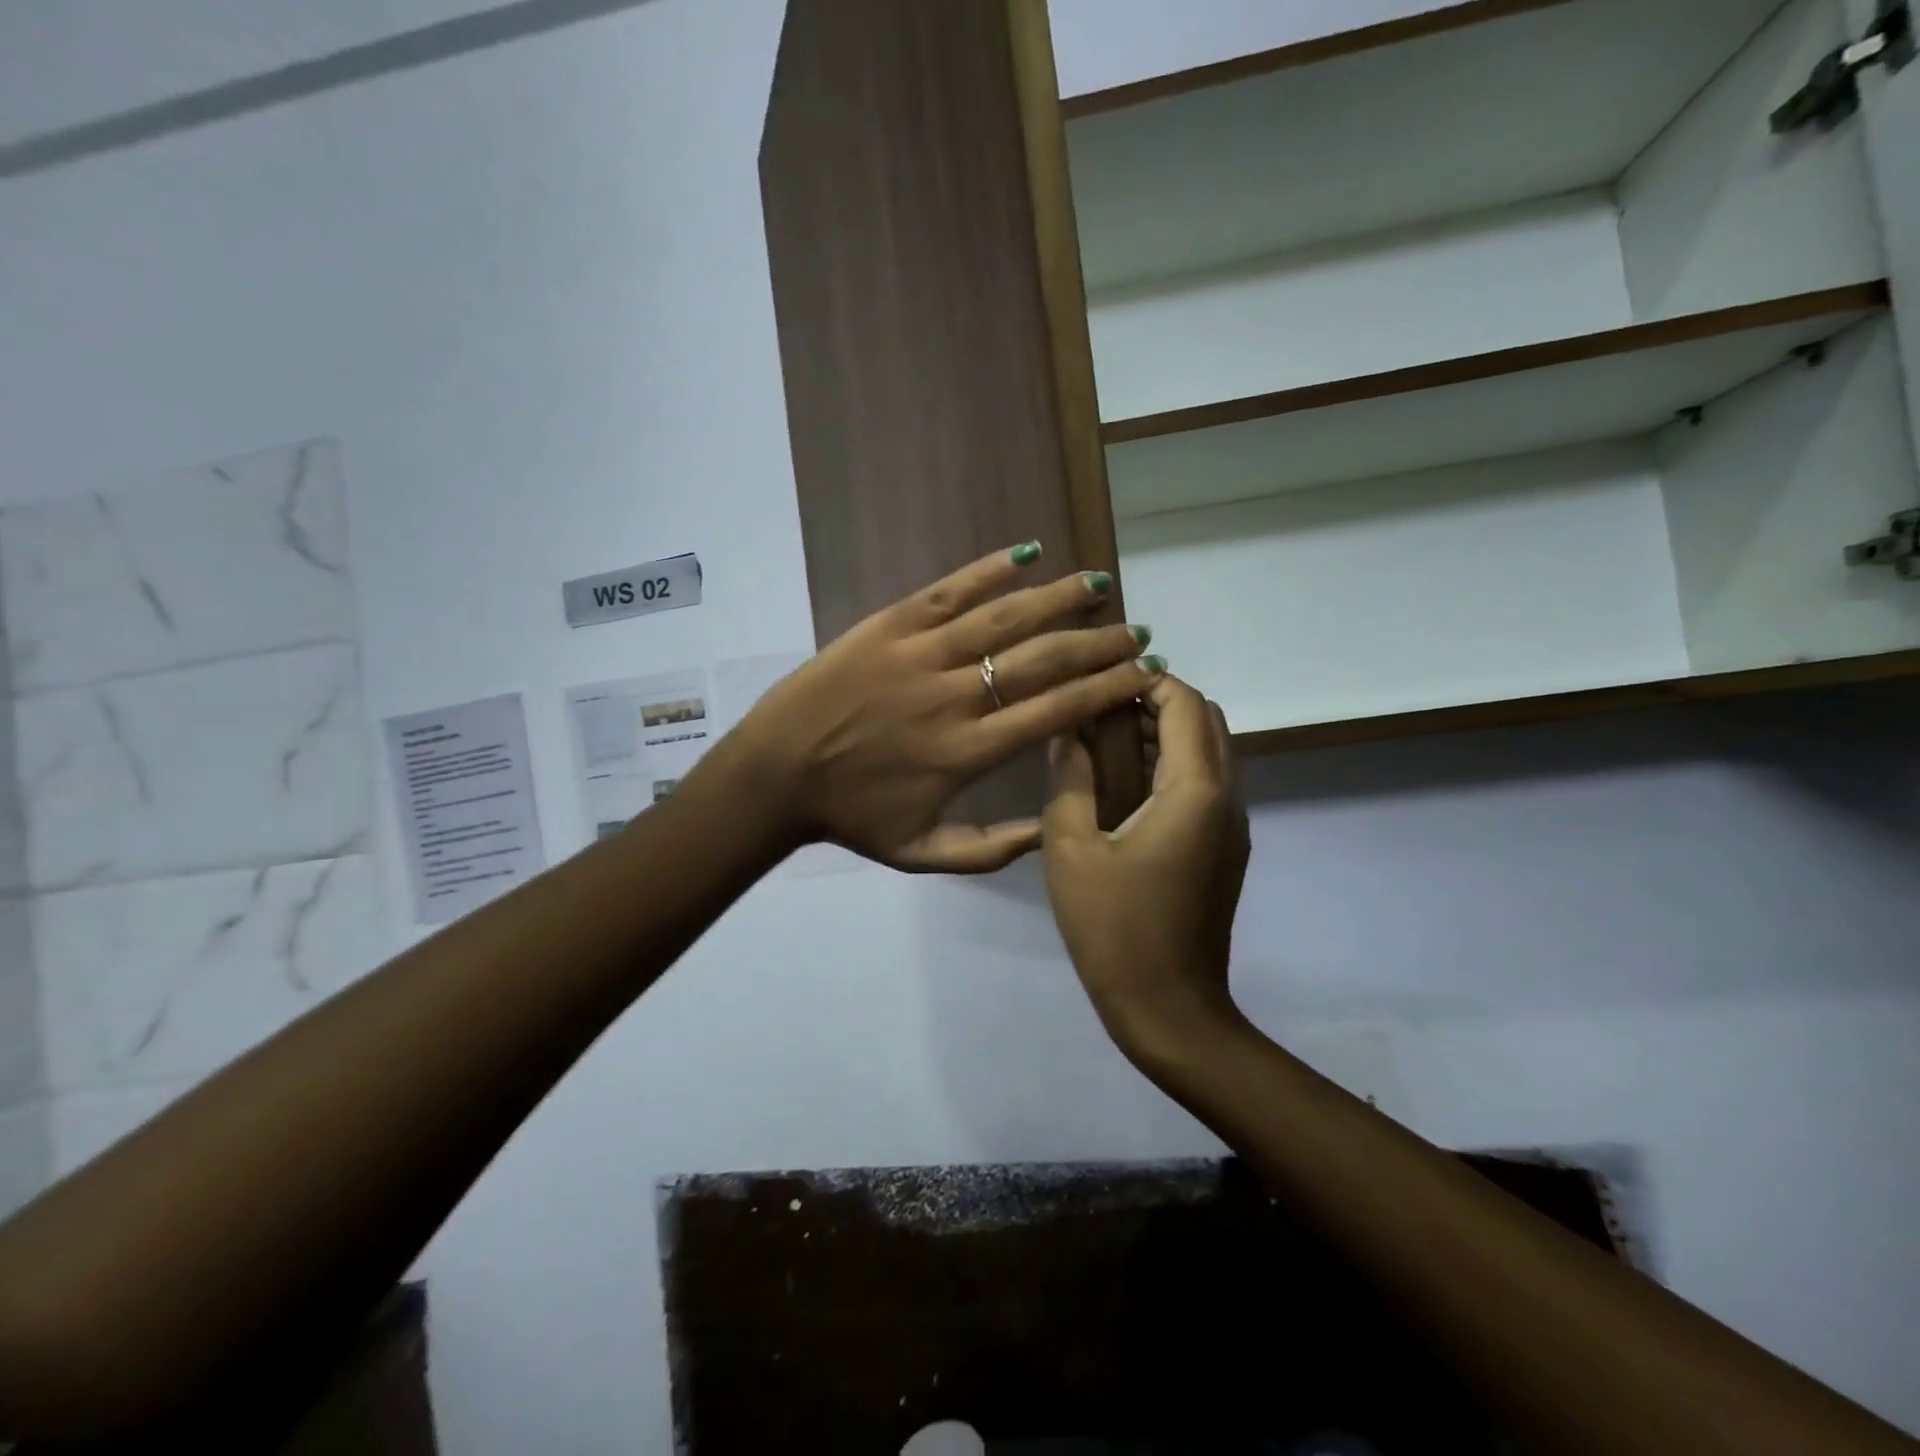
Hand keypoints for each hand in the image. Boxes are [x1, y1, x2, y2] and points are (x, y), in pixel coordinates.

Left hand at [730, 544, 1158, 872]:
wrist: (775, 774)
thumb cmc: (851, 817)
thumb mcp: (922, 855)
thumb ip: (992, 849)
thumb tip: (1052, 832)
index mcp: (968, 751)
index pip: (1057, 711)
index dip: (1106, 689)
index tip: (1143, 674)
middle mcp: (955, 695)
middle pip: (1043, 659)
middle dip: (1099, 644)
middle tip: (1137, 632)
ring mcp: (921, 653)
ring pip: (1005, 616)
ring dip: (1060, 598)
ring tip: (1101, 585)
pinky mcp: (890, 624)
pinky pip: (950, 589)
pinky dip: (991, 568)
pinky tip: (1028, 552)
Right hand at [1042, 673, 1250, 1062]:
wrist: (1168, 1007)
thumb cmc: (1113, 928)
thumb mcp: (1070, 849)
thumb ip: (1069, 779)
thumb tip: (1068, 732)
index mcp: (1194, 791)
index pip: (1185, 703)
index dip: (1147, 681)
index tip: (1102, 683)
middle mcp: (1227, 797)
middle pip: (1207, 719)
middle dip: (1159, 702)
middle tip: (1101, 712)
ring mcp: (1233, 824)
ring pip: (1211, 750)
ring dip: (1167, 733)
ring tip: (1108, 744)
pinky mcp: (1227, 847)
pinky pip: (1208, 782)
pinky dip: (1175, 764)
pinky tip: (1128, 787)